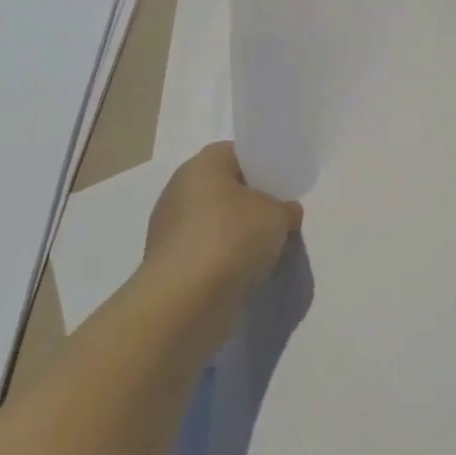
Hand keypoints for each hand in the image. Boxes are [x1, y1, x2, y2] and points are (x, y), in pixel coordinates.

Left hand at [141, 142, 302, 325]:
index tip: (283, 184)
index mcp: (201, 166)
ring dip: (240, 234)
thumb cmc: (233, 238)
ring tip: (269, 249)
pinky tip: (248, 272)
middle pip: (225, 189)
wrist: (186, 301)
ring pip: (217, 223)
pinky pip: (207, 252)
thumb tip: (284, 214)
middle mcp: (179, 192)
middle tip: (281, 217)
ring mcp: (169, 231)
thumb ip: (286, 209)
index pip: (236, 153)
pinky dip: (226, 260)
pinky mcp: (169, 266)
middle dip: (253, 203)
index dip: (262, 165)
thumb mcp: (279, 214)